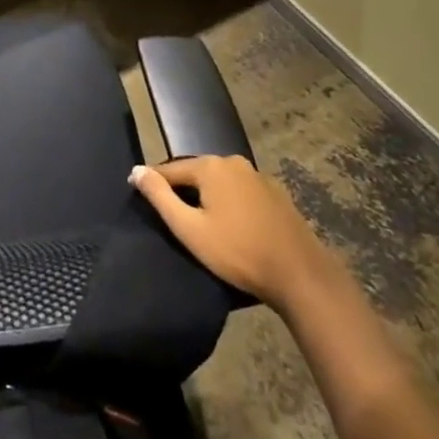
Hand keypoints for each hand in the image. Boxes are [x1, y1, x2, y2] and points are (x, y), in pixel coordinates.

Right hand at [128, 156, 326, 309]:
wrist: (301, 276)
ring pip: (220, 182)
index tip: (138, 196)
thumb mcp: (189, 228)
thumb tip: (136, 171)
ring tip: (200, 222)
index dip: (152, 183)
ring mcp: (259, 177)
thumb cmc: (238, 252)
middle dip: (182, 190)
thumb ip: (159, 196)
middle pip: (196, 173)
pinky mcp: (277, 194)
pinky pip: (241, 192)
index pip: (169, 169)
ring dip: (207, 197)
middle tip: (172, 216)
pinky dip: (229, 203)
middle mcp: (234, 162)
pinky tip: (231, 224)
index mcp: (211, 166)